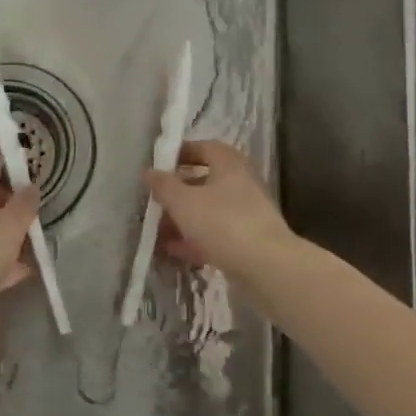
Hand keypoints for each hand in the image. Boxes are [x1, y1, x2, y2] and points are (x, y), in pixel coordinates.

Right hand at [144, 140, 297, 283]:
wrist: (266, 268)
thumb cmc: (223, 223)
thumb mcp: (184, 202)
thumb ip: (164, 185)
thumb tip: (149, 172)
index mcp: (229, 164)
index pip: (204, 147)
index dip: (181, 153)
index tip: (159, 165)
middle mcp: (241, 184)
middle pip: (204, 181)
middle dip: (177, 192)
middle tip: (154, 201)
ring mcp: (246, 214)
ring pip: (208, 210)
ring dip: (183, 219)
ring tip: (156, 231)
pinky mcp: (247, 241)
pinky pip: (215, 234)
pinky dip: (194, 239)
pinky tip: (172, 250)